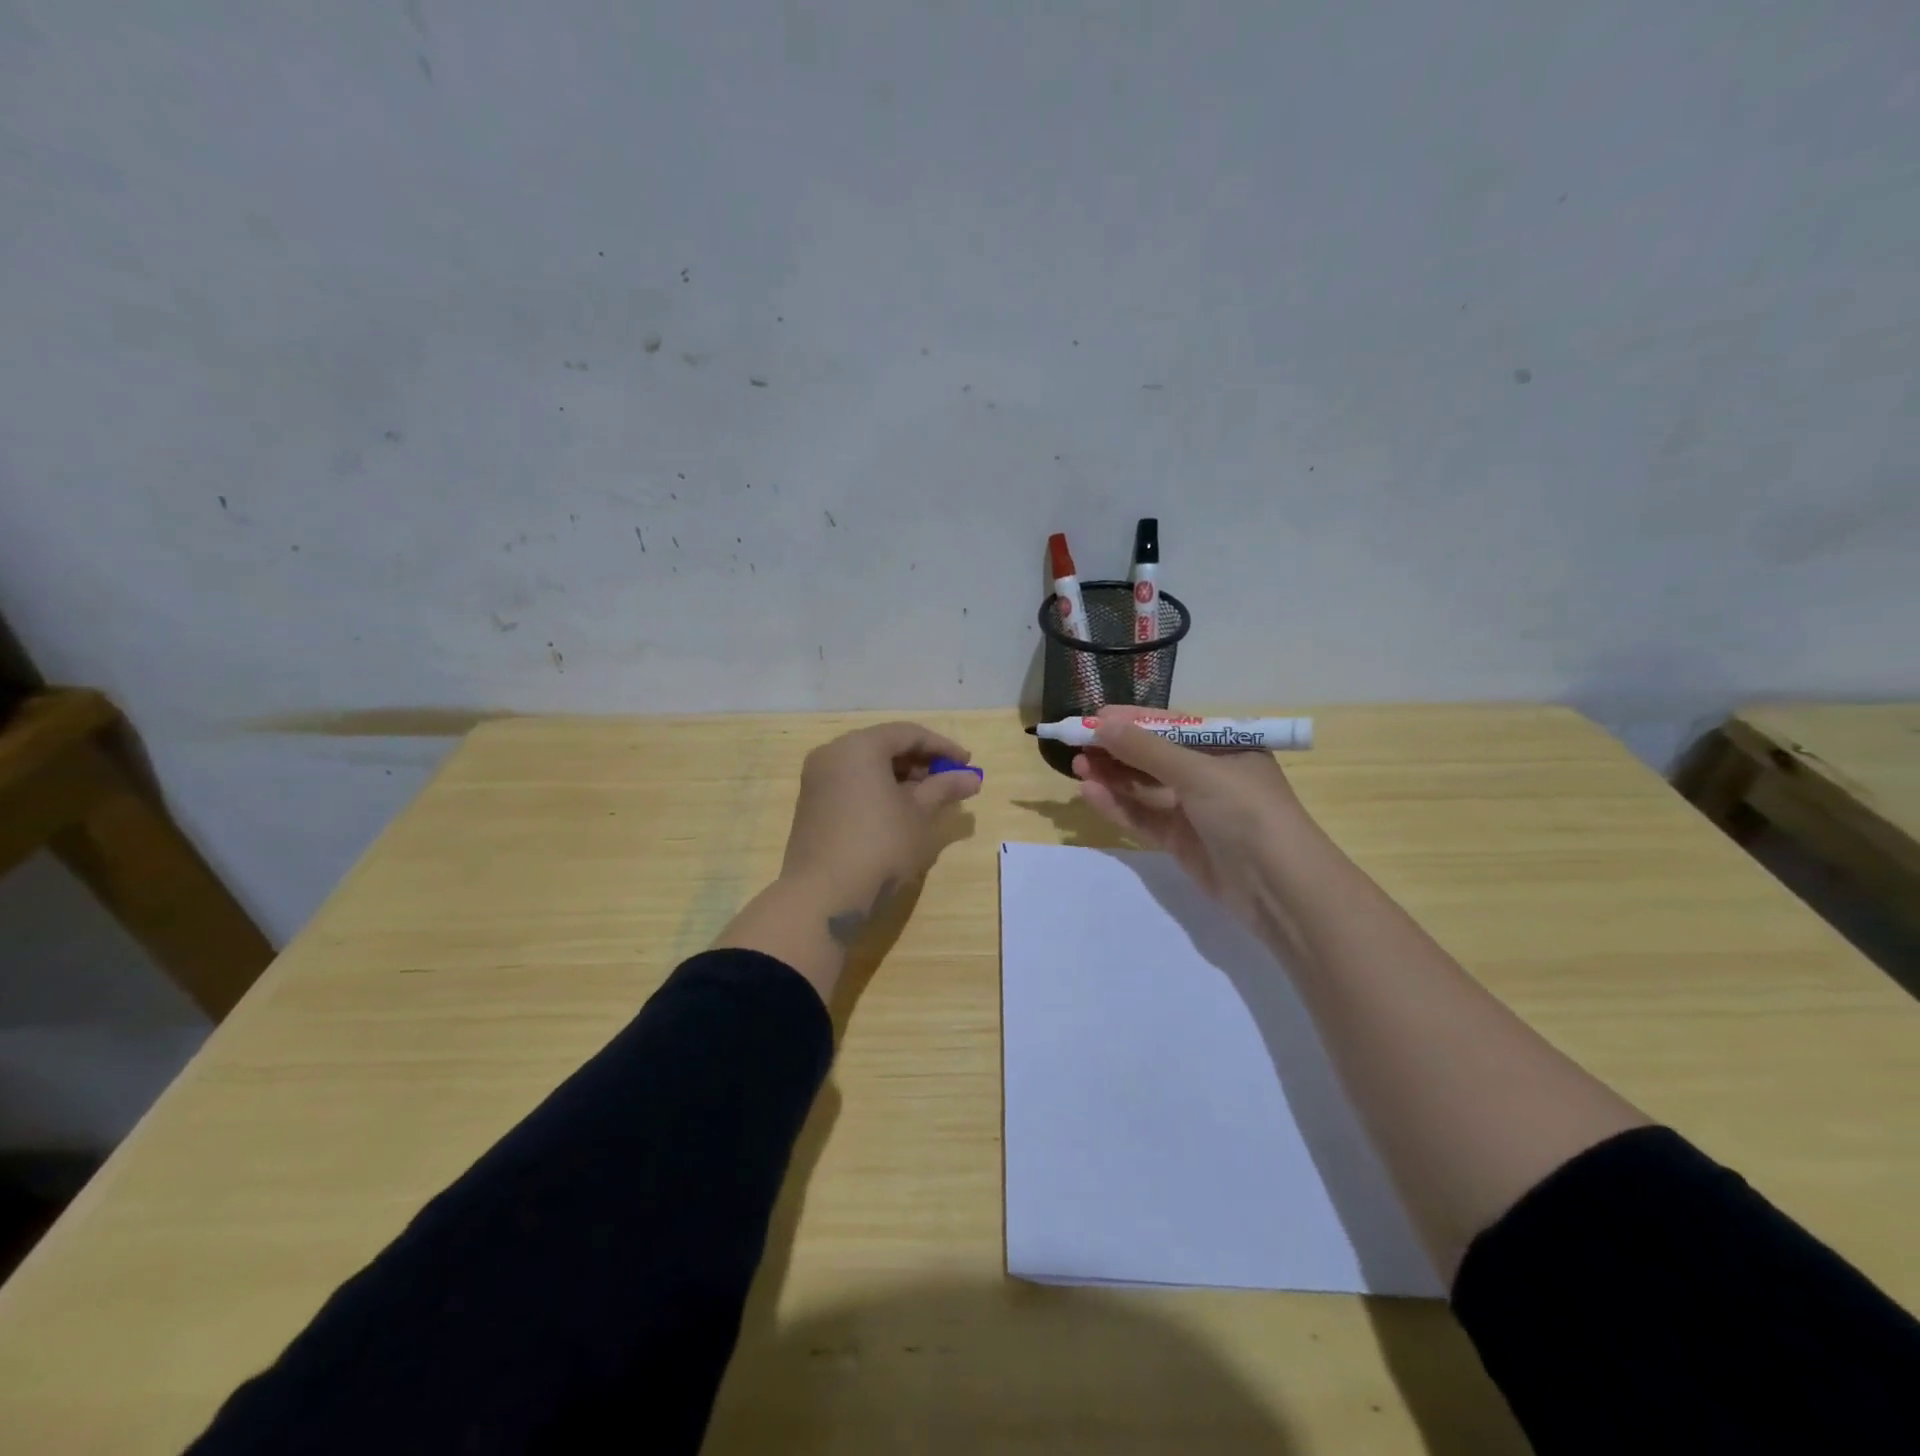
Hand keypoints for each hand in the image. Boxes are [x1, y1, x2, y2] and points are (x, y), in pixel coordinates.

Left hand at [780, 721, 981, 932]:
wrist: (822, 895)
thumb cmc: (879, 846)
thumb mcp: (919, 815)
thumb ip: (945, 788)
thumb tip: (972, 777)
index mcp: (859, 746)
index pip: (908, 734)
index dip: (942, 747)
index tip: (968, 764)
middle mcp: (832, 754)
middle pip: (884, 746)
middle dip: (920, 762)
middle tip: (949, 782)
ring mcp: (817, 780)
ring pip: (866, 766)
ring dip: (900, 778)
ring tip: (929, 800)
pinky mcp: (811, 804)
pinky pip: (851, 784)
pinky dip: (878, 790)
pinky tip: (899, 812)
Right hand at [1074, 707, 1303, 930]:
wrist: (1279, 888)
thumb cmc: (1246, 812)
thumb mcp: (1197, 772)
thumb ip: (1146, 749)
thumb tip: (1101, 723)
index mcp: (1224, 747)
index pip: (1170, 725)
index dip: (1131, 720)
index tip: (1091, 717)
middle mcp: (1209, 774)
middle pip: (1153, 755)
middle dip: (1116, 748)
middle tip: (1077, 743)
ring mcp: (1194, 809)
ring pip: (1144, 786)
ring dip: (1112, 775)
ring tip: (1077, 766)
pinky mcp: (1181, 841)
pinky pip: (1143, 816)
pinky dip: (1118, 805)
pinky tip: (1090, 793)